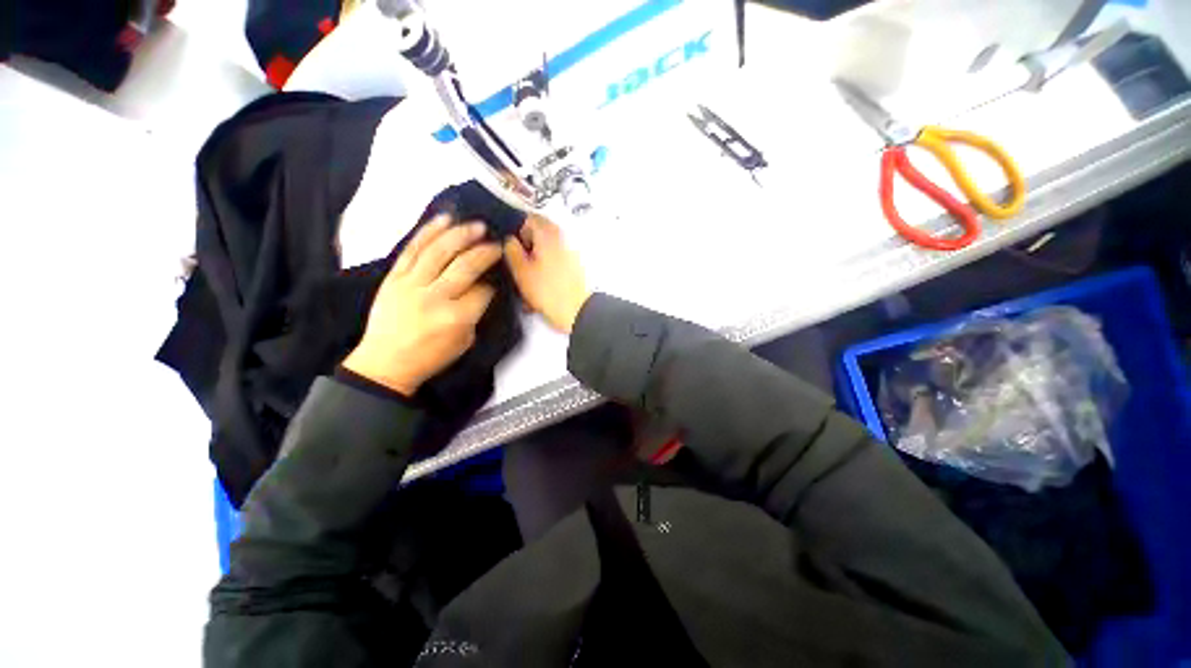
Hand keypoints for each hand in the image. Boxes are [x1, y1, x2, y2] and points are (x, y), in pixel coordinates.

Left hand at [343, 216, 500, 394]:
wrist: (386, 362)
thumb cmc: (430, 356)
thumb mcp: (464, 341)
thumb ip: (475, 313)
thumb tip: (483, 287)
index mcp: (456, 318)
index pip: (483, 291)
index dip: (493, 282)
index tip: (498, 274)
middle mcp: (435, 298)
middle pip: (465, 267)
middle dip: (484, 252)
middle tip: (495, 243)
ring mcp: (411, 285)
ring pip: (439, 252)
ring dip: (461, 235)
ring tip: (476, 225)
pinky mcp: (394, 277)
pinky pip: (413, 249)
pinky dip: (429, 232)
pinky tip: (444, 219)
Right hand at [503, 215, 590, 333]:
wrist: (578, 311)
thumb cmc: (547, 291)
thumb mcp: (521, 271)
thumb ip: (512, 250)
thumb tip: (509, 238)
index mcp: (548, 235)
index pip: (531, 218)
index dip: (518, 229)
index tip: (511, 246)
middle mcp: (562, 238)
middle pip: (541, 233)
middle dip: (528, 245)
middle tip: (519, 263)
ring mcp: (572, 253)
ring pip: (548, 249)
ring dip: (537, 259)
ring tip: (529, 280)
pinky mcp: (576, 267)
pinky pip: (557, 262)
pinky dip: (547, 270)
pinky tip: (541, 287)